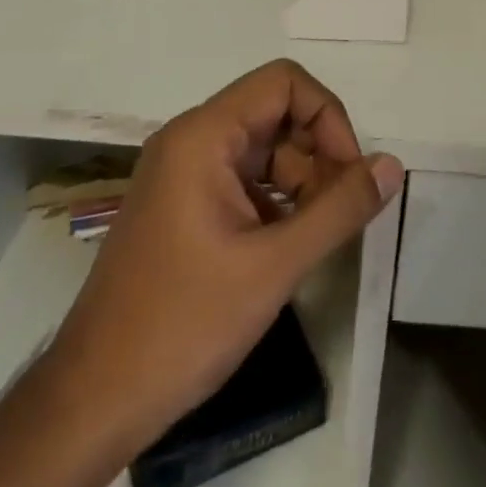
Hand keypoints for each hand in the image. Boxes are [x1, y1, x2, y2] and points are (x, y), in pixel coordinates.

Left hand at [44, 60, 403, 453]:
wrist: (93, 402)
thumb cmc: (183, 325)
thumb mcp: (275, 265)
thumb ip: (340, 208)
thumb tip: (392, 165)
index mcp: (202, 137)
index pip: (284, 84)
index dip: (327, 118)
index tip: (348, 175)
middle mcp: (189, 142)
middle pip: (275, 114)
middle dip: (318, 153)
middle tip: (339, 211)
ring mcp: (182, 175)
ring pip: (263, 149)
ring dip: (301, 180)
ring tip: (318, 235)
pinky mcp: (182, 207)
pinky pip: (243, 180)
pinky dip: (276, 201)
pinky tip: (288, 247)